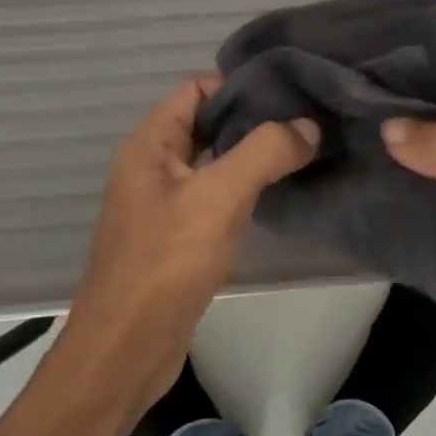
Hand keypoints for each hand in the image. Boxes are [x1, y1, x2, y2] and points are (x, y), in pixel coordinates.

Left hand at [65, 77, 318, 414]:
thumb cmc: (166, 262)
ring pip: (215, 161)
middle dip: (254, 118)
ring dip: (253, 155)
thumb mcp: (220, 196)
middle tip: (308, 119)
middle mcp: (153, 166)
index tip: (289, 92)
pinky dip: (245, 188)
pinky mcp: (178, 237)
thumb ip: (266, 151)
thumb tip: (309, 126)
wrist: (126, 351)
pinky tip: (280, 192)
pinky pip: (215, 196)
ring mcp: (164, 203)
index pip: (197, 88)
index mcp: (151, 144)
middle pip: (208, 122)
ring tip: (304, 149)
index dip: (239, 84)